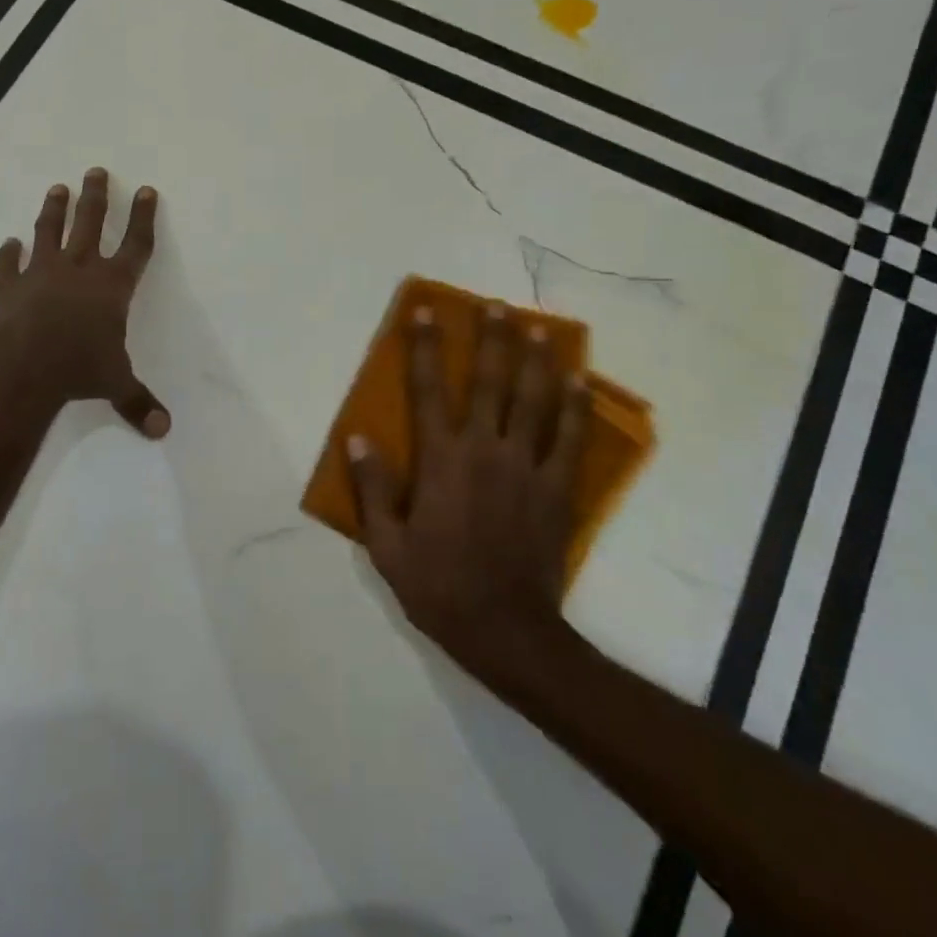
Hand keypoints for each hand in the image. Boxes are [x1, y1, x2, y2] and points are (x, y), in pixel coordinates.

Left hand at [0, 167, 169, 437]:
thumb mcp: (115, 384)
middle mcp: (79, 269)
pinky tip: (8, 243)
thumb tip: (163, 431)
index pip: (136, 244)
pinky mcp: (9, 285)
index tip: (145, 190)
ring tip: (57, 188)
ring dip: (54, 209)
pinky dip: (7, 253)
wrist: (22, 367)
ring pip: (50, 231)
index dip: (143, 217)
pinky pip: (7, 263)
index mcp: (112, 286)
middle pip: (91, 223)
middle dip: (96, 197)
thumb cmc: (78, 369)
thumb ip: (138, 402)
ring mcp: (41, 273)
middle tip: (95, 171)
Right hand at [349, 302, 590, 681]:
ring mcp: (527, 467)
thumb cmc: (439, 586)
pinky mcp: (557, 489)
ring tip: (539, 328)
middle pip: (489, 382)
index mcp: (441, 460)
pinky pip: (570, 440)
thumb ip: (372, 489)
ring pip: (533, 401)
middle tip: (497, 305)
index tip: (425, 312)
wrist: (507, 631)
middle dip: (491, 340)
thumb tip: (357, 439)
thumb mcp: (387, 546)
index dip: (424, 347)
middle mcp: (485, 450)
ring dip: (535, 361)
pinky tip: (579, 382)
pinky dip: (575, 407)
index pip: (427, 390)